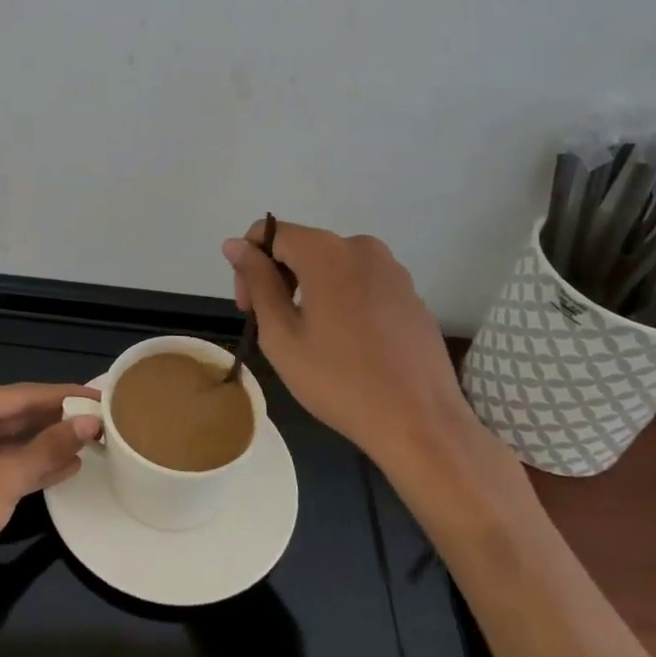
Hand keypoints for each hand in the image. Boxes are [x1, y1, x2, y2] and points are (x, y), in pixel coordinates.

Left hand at [0, 384, 101, 620]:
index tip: (101, 395)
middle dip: (59, 420)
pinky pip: (6, 463)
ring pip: (14, 441)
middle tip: (103, 419)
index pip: (23, 394)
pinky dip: (33, 465)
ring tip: (94, 441)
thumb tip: (91, 422)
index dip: (64, 396)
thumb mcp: (4, 480)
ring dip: (50, 444)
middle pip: (18, 415)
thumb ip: (49, 449)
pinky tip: (68, 466)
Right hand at [222, 221, 522, 510]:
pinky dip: (343, 302)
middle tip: (271, 327)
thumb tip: (235, 245)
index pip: (270, 233)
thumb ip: (258, 281)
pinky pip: (362, 284)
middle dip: (278, 278)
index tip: (248, 308)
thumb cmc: (339, 380)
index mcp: (326, 251)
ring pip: (333, 266)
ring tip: (310, 340)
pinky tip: (347, 345)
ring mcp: (392, 270)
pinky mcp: (411, 295)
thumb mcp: (281, 335)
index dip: (248, 264)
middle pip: (302, 247)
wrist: (420, 423)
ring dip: (310, 291)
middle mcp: (362, 247)